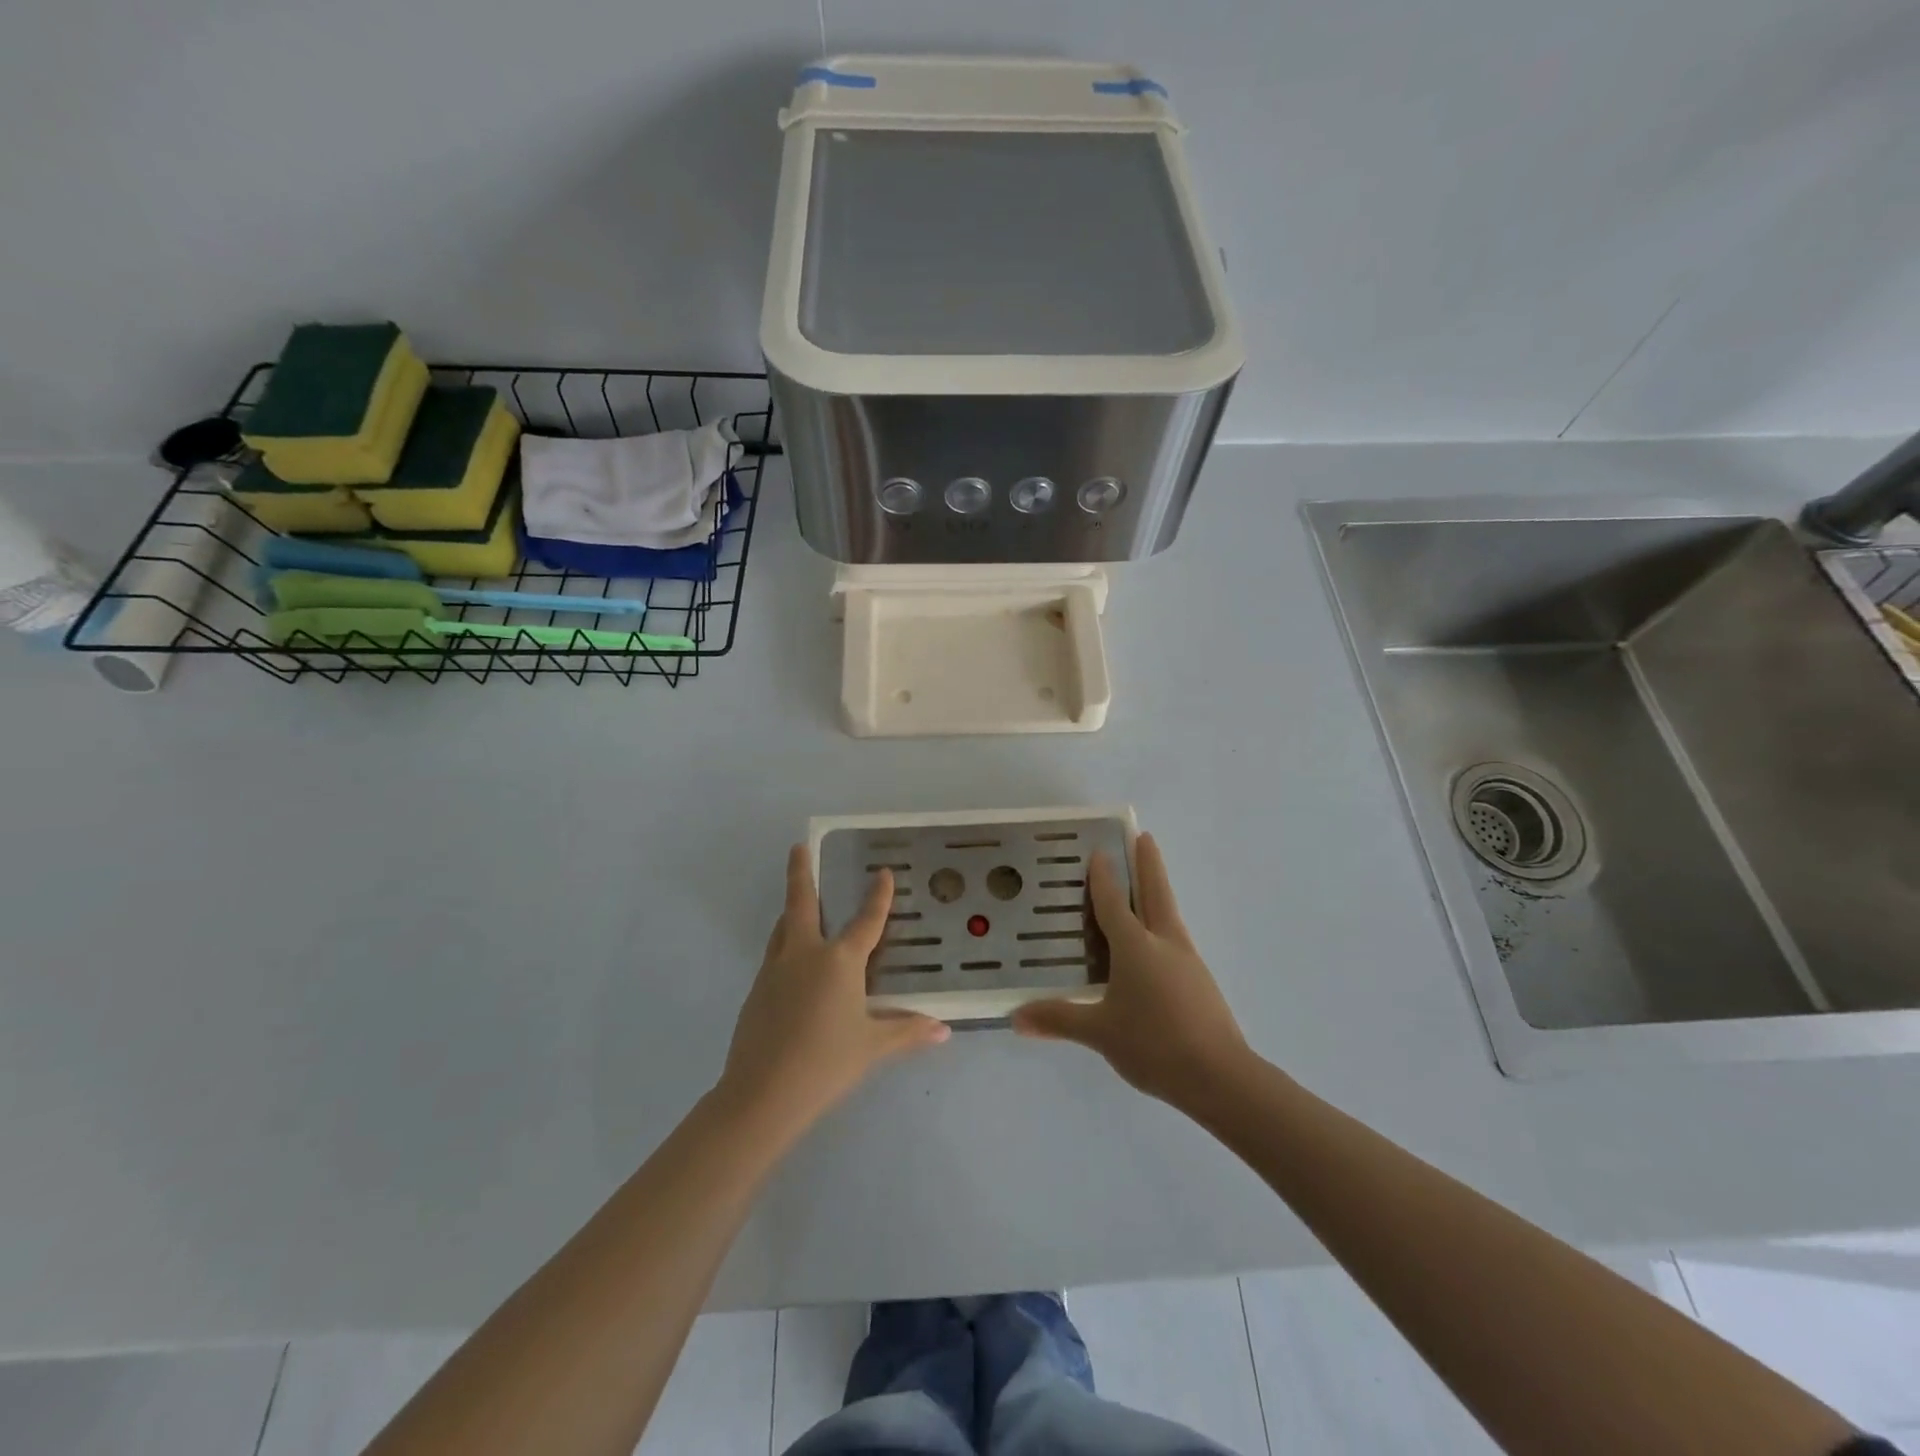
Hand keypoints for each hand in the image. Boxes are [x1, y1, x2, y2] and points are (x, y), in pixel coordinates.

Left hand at [716, 845, 949, 1138]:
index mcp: (839, 961)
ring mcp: (775, 970)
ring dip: (791, 910)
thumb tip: (943, 1030)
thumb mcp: (872, 1046)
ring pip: (783, 928)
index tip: (883, 872)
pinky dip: (785, 946)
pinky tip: (793, 966)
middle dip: (800, 872)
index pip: (866, 920)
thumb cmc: (826, 1062)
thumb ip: (907, 1031)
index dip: (878, 896)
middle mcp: (805, 954)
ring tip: (798, 904)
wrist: (762, 1092)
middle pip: (801, 903)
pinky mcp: (756, 991)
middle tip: (798, 847)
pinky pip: (775, 956)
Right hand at [1013, 833, 1250, 1109]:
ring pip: (1169, 915)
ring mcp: (1187, 961)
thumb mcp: (1100, 1032)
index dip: (1104, 877)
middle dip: (1148, 864)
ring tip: (1147, 885)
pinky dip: (1163, 926)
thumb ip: (1058, 1020)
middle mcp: (1163, 943)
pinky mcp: (1200, 982)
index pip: (1114, 903)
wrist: (1220, 1077)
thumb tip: (1015, 1017)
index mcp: (1135, 946)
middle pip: (1156, 893)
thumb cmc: (1153, 1044)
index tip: (1099, 851)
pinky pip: (1175, 940)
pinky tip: (1155, 945)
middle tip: (1144, 837)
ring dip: (1158, 892)